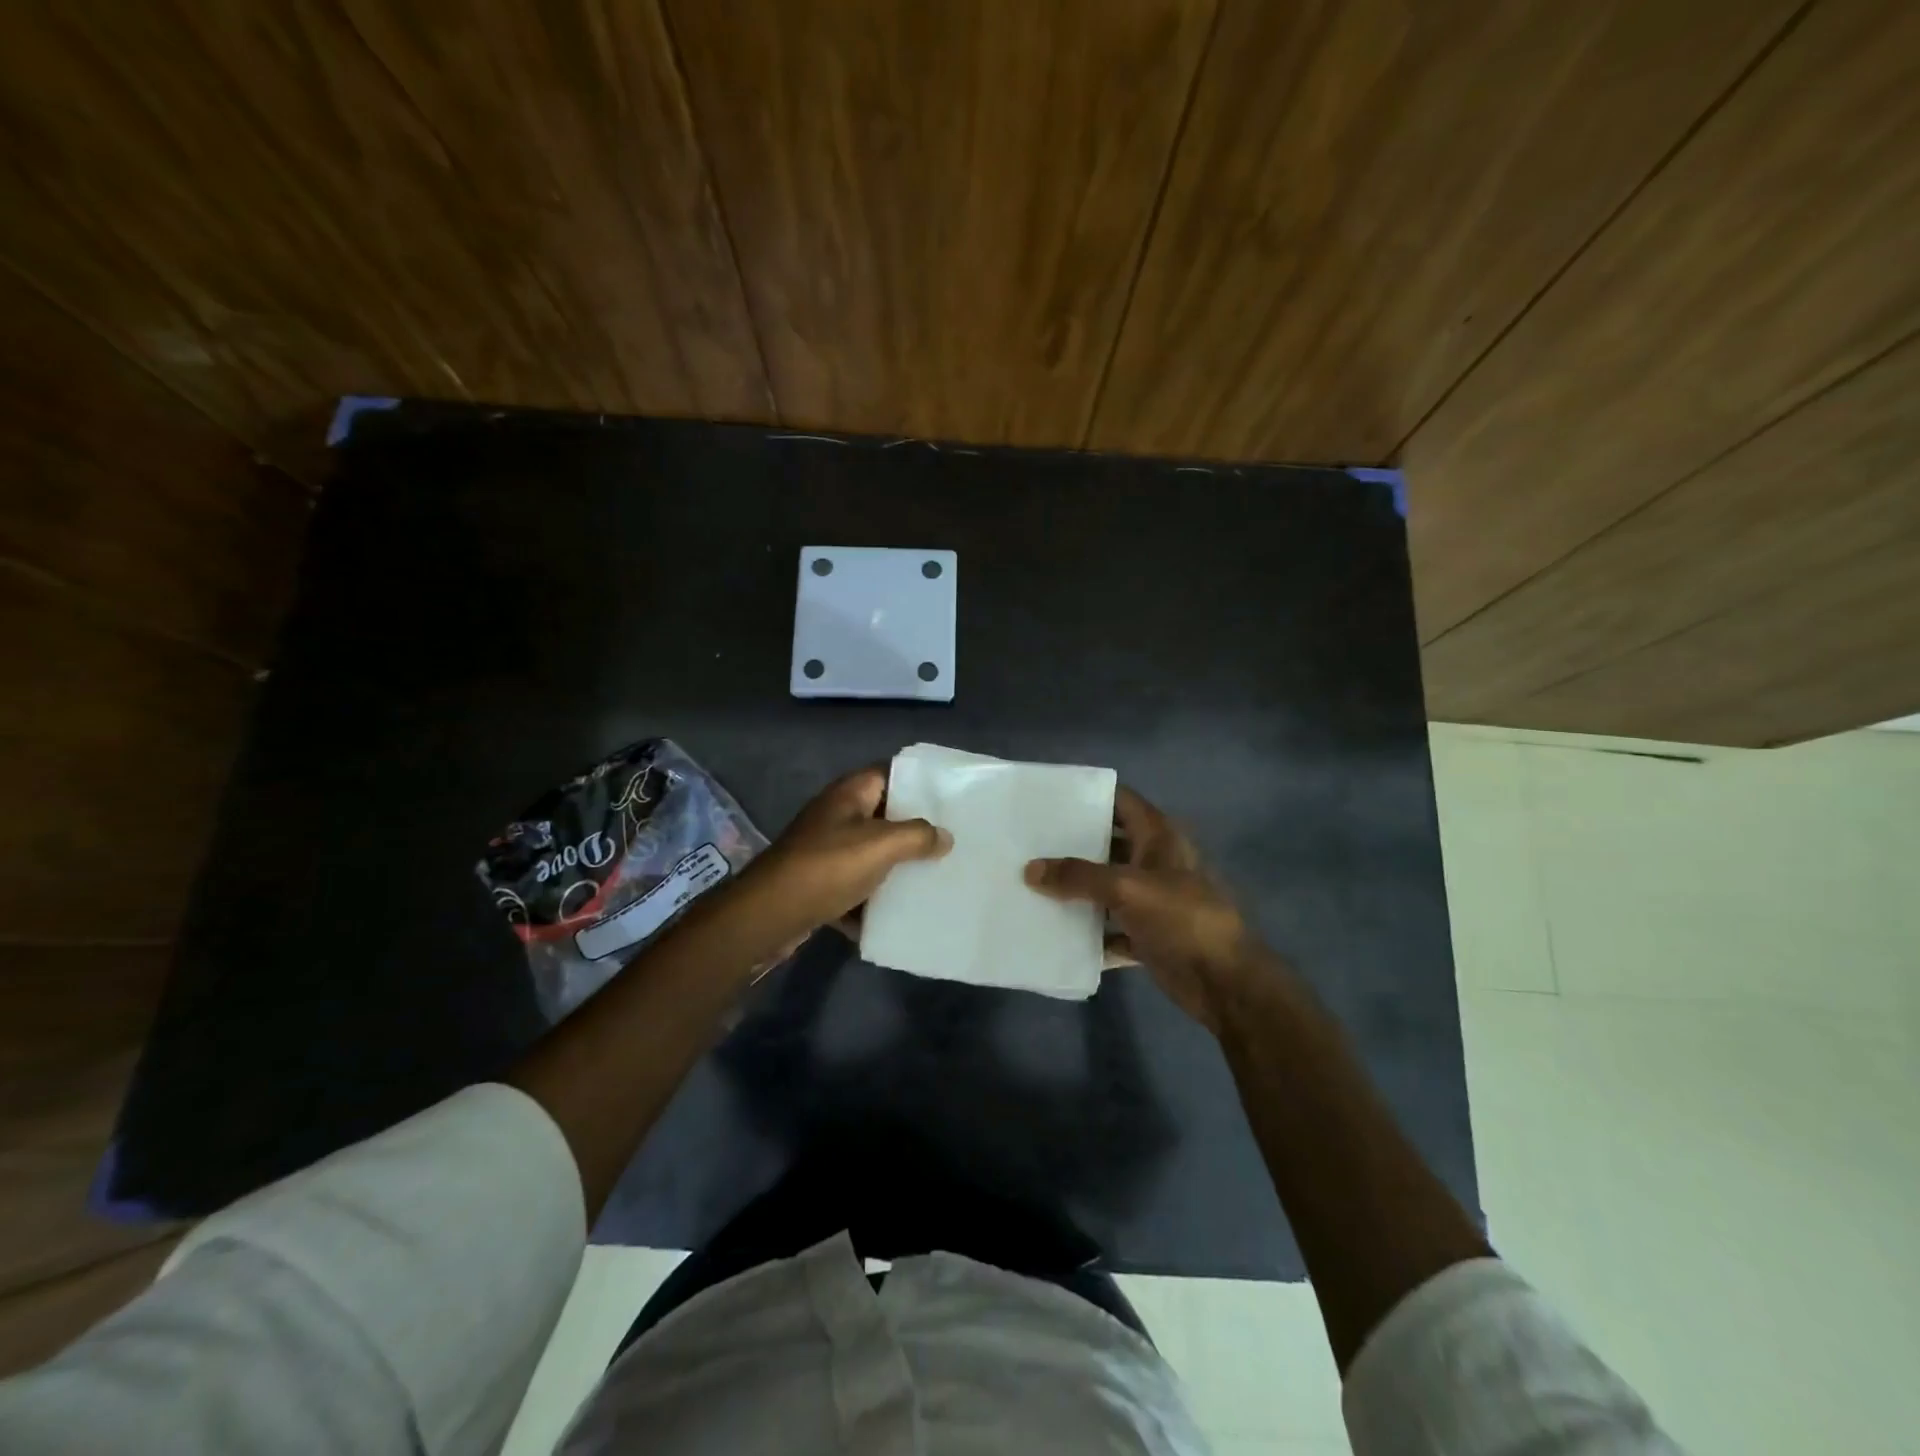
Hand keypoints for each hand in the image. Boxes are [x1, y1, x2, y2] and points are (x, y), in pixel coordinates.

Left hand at [735, 765, 950, 946]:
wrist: (769, 915)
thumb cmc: (827, 867)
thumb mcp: (881, 845)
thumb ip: (918, 836)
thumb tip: (945, 837)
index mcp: (849, 795)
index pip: (890, 773)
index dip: (919, 783)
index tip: (951, 799)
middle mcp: (836, 816)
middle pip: (883, 816)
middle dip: (914, 830)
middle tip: (950, 841)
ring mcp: (825, 851)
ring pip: (870, 854)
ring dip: (895, 868)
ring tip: (933, 877)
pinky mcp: (819, 883)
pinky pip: (855, 887)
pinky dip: (872, 900)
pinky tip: (897, 916)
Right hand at [1025, 787, 1266, 1034]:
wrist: (1224, 981)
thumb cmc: (1181, 919)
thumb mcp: (1127, 888)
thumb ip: (1078, 876)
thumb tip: (1030, 869)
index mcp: (1158, 837)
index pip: (1121, 800)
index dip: (1089, 795)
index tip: (1050, 797)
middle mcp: (1155, 862)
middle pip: (1109, 844)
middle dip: (1073, 845)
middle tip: (1030, 842)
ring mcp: (1153, 901)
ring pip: (1107, 888)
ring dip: (1077, 890)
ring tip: (1032, 884)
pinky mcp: (1148, 935)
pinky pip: (1110, 929)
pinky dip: (1089, 933)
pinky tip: (1056, 933)